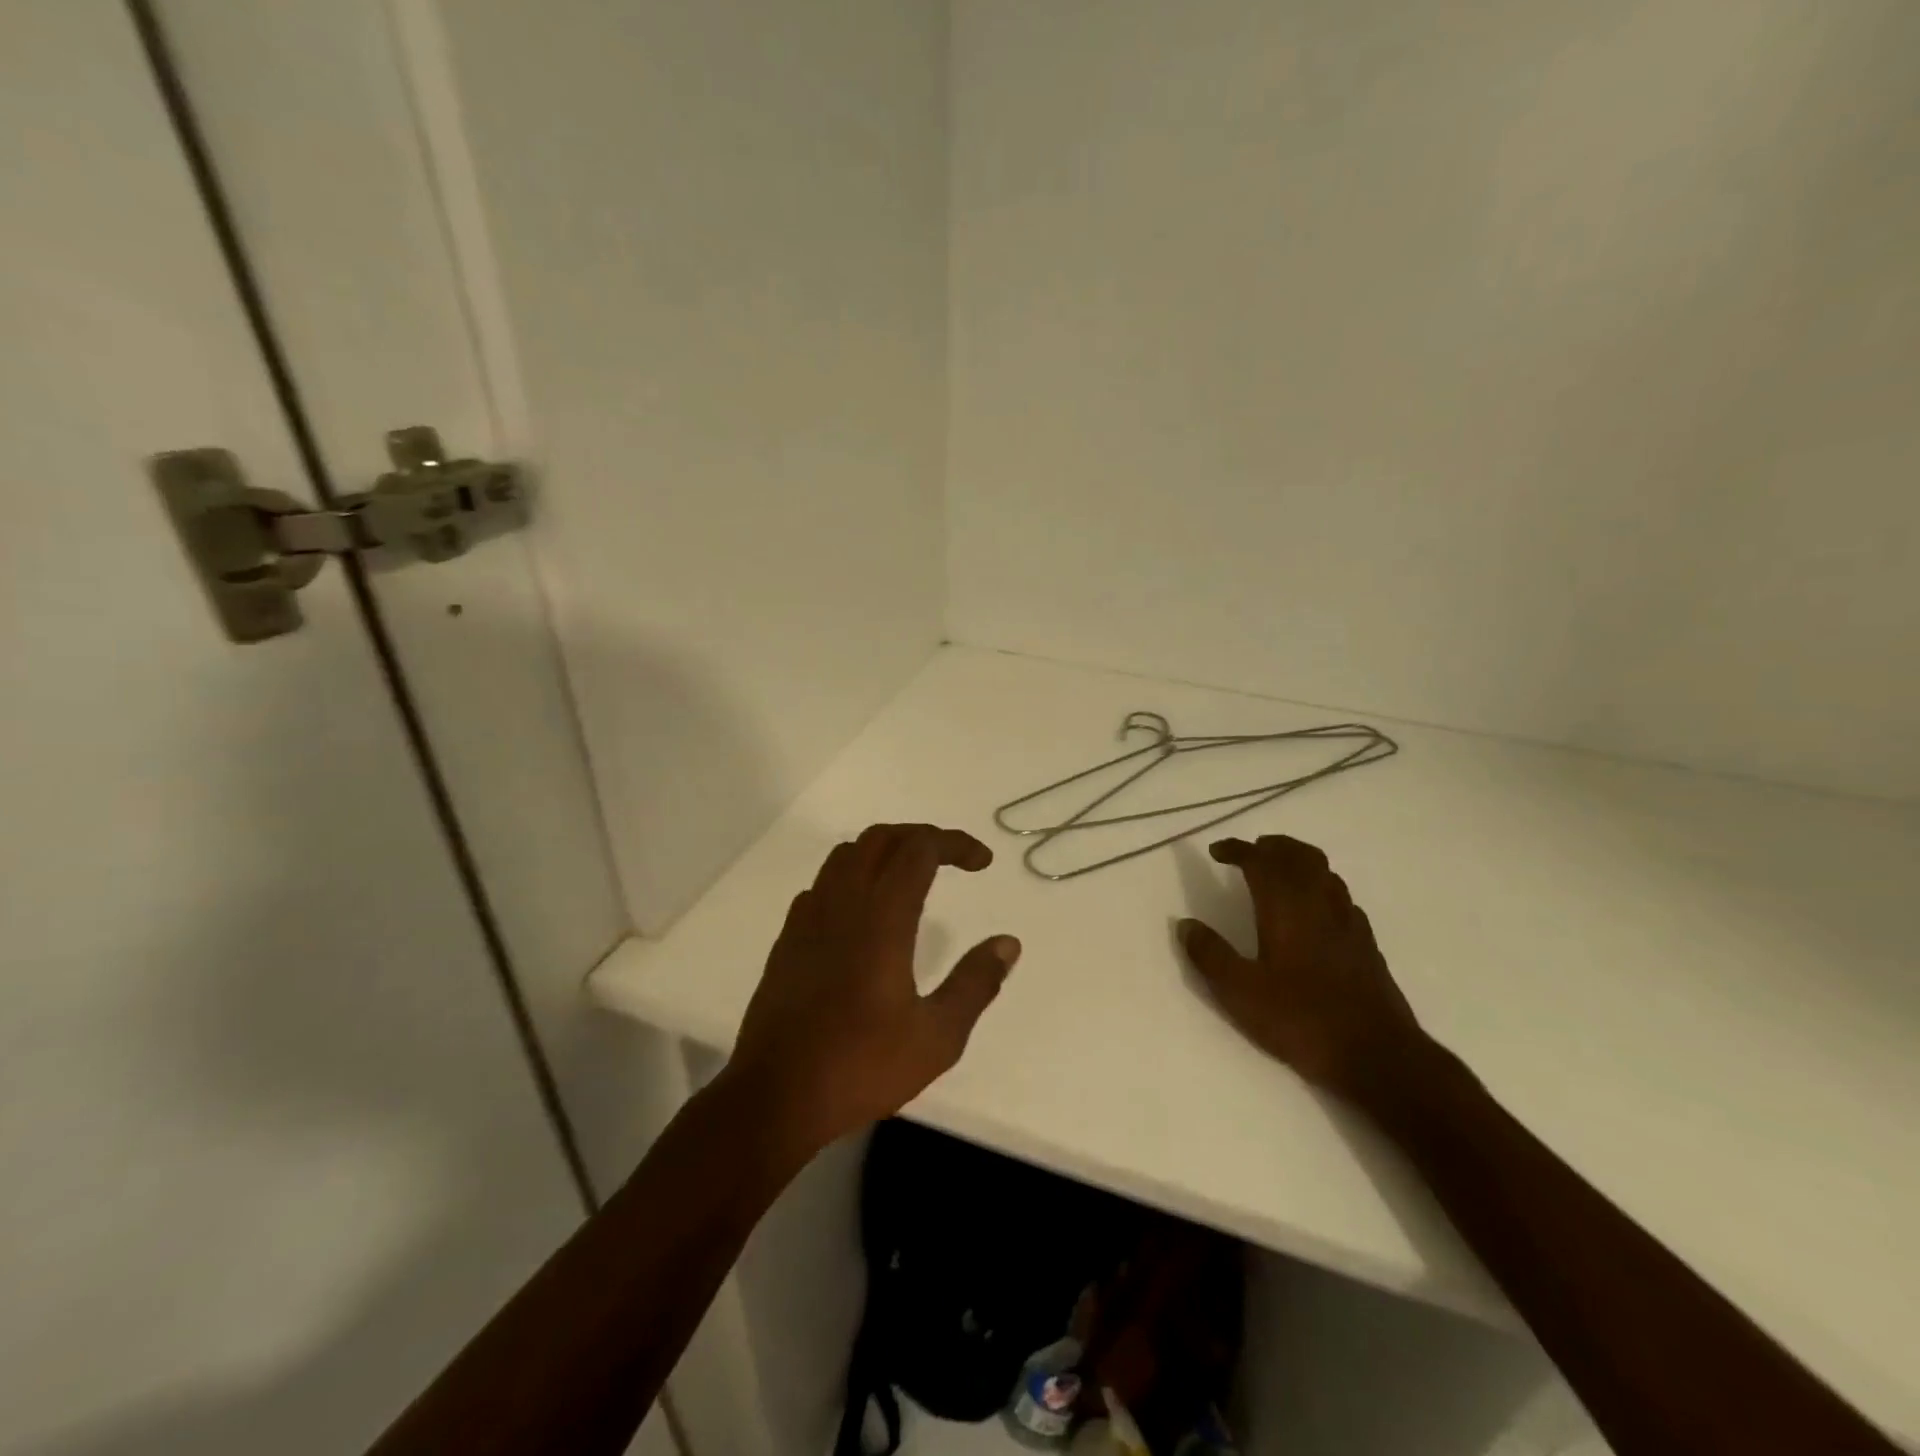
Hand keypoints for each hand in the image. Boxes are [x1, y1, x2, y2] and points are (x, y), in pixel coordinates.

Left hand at [725, 823, 1020, 1154]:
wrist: (775, 1096)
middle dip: (921, 837)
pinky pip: (822, 884)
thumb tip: (1008, 943)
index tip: (983, 863)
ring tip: (911, 876)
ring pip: (846, 855)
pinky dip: (851, 877)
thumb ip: (975, 983)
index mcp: (882, 918)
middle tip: (951, 859)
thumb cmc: (862, 1066)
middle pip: (880, 838)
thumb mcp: (938, 1036)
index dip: (955, 843)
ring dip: (884, 850)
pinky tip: (863, 912)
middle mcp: (843, 904)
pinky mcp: (787, 940)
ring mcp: (808, 919)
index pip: (919, 849)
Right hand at [1177, 835, 1427, 1108]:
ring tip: (1280, 873)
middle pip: (1300, 856)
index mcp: (1287, 910)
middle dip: (1273, 846)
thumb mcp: (1240, 993)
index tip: (1218, 851)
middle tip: (1251, 851)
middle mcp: (1320, 906)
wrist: (1378, 1057)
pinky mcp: (1367, 946)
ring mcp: (1349, 924)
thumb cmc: (1302, 1020)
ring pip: (1326, 874)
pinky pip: (1343, 898)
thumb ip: (1210, 955)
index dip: (1238, 849)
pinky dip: (1322, 889)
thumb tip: (1185, 925)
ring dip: (1300, 862)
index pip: (1262, 861)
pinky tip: (1316, 911)